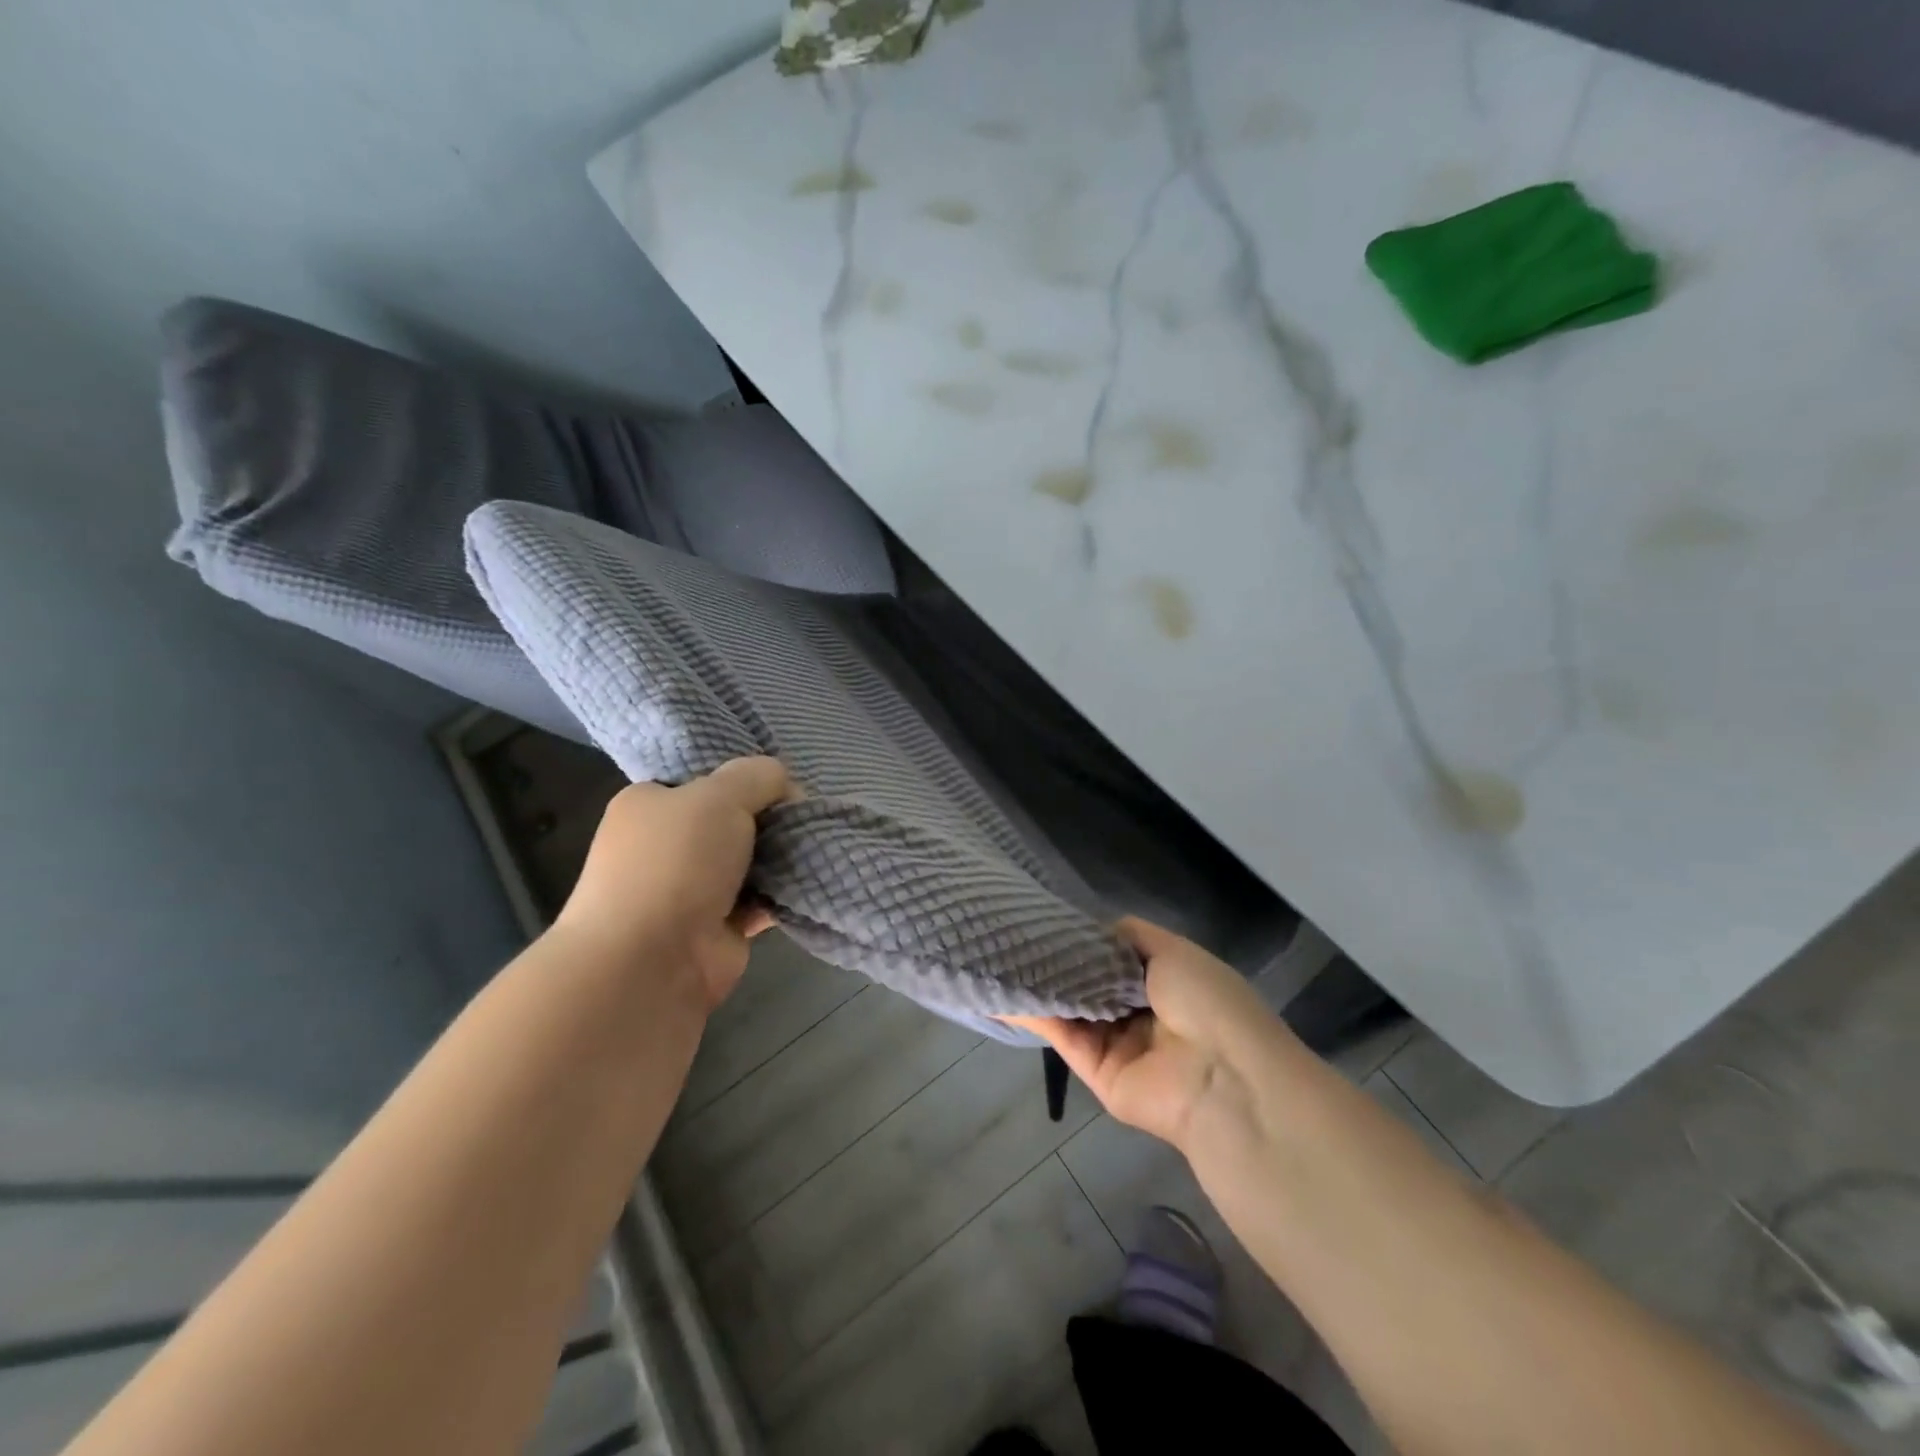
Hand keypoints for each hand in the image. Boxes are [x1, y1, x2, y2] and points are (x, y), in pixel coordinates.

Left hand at [554, 756, 794, 1010]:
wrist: (651, 963)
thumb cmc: (675, 863)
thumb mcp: (718, 795)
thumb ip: (757, 776)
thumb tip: (785, 785)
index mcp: (649, 804)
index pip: (704, 780)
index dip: (745, 778)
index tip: (782, 785)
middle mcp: (665, 845)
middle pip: (732, 820)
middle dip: (770, 819)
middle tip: (807, 817)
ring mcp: (689, 889)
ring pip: (749, 860)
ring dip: (780, 857)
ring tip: (818, 846)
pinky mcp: (716, 928)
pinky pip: (760, 900)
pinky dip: (782, 893)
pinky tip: (812, 880)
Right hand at [1005, 918, 1284, 1150]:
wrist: (1223, 1077)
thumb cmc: (1205, 1001)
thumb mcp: (1173, 950)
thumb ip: (1129, 936)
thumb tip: (1092, 930)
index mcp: (1164, 981)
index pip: (1114, 956)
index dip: (1084, 939)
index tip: (1047, 917)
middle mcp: (1140, 1012)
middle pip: (1090, 982)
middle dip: (1058, 960)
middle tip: (1016, 933)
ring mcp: (1118, 1044)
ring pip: (1072, 1008)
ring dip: (1041, 984)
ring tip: (1000, 954)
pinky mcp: (1097, 1073)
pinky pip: (1063, 1037)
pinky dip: (1036, 1015)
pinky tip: (1005, 990)